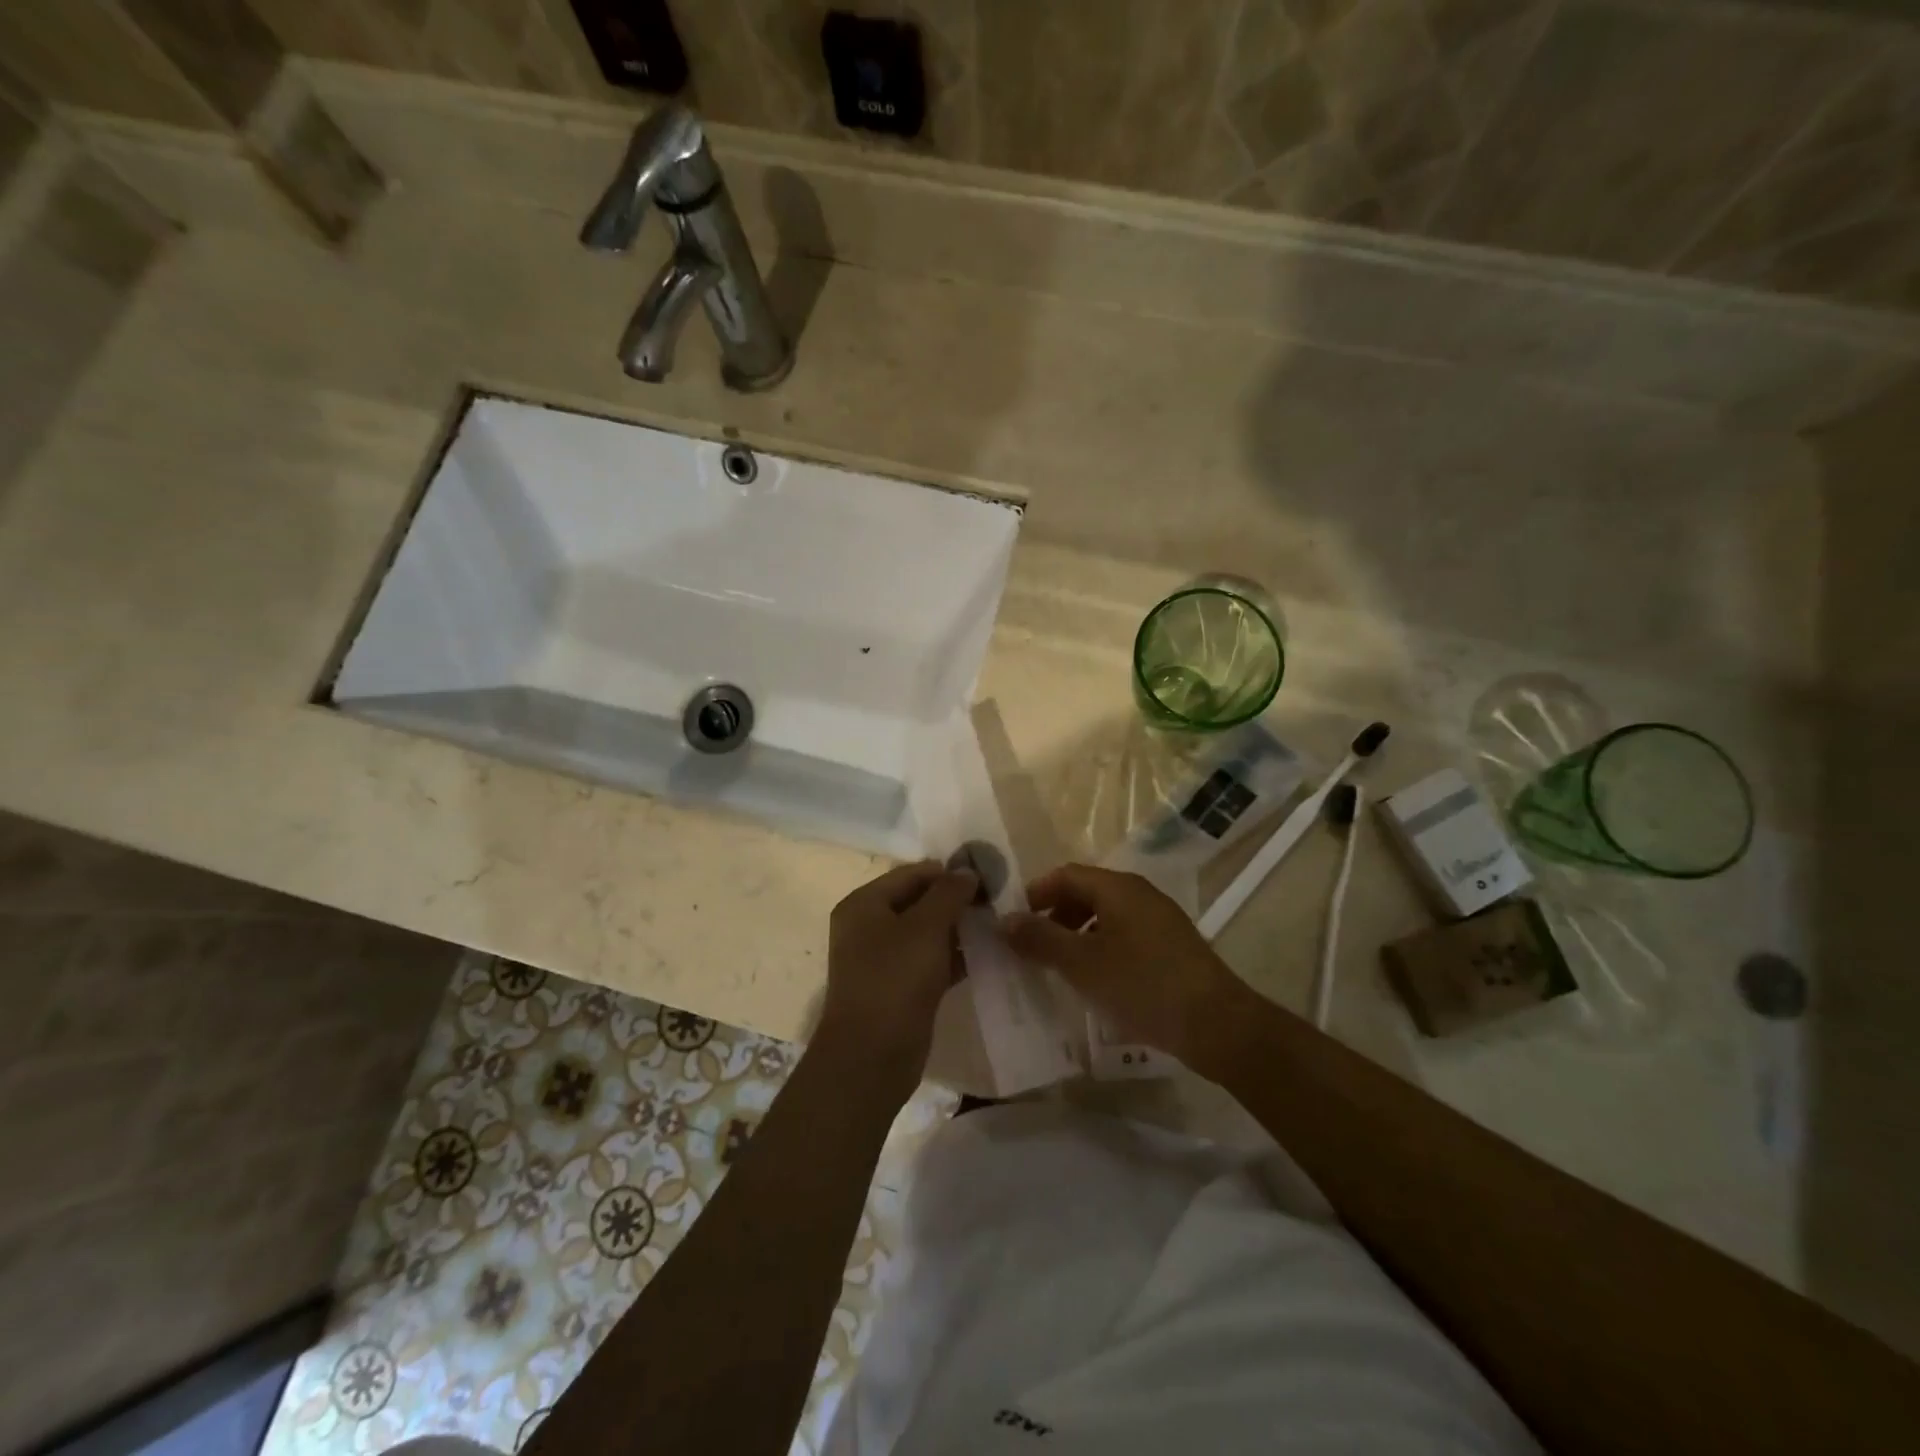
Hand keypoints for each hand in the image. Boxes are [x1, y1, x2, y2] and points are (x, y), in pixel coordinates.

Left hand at [816, 860, 978, 1102]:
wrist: (871, 1057)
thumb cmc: (894, 980)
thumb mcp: (925, 928)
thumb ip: (948, 893)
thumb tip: (967, 870)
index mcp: (864, 904)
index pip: (911, 874)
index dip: (948, 871)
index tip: (987, 875)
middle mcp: (869, 927)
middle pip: (918, 902)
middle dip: (955, 900)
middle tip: (996, 900)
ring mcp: (883, 960)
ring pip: (927, 933)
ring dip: (958, 929)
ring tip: (996, 924)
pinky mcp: (900, 988)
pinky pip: (931, 961)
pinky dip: (955, 956)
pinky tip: (986, 955)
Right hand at [1001, 863, 1259, 1067]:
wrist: (1216, 1024)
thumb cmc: (1142, 985)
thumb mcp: (1081, 964)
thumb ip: (1041, 939)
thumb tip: (1005, 920)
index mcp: (1118, 888)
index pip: (1066, 874)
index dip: (1036, 893)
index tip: (1015, 922)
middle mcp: (1140, 894)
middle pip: (1086, 892)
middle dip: (1056, 915)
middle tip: (1034, 946)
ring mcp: (1160, 919)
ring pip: (1107, 915)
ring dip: (1078, 934)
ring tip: (1061, 966)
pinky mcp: (1172, 946)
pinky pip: (1126, 935)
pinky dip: (1102, 948)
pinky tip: (1097, 980)